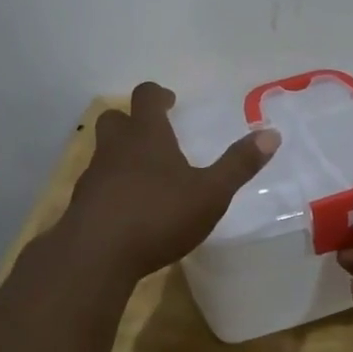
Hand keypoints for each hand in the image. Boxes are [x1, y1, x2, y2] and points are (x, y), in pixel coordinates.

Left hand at [56, 81, 278, 284]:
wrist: (96, 256)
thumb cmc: (158, 215)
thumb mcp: (210, 193)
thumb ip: (239, 165)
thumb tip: (271, 134)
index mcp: (146, 135)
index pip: (146, 97)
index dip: (158, 95)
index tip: (170, 102)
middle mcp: (115, 147)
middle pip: (115, 118)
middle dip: (132, 121)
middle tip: (154, 135)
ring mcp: (93, 175)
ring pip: (103, 152)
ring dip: (120, 155)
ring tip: (144, 176)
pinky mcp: (80, 205)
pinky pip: (97, 184)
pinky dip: (111, 187)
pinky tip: (127, 209)